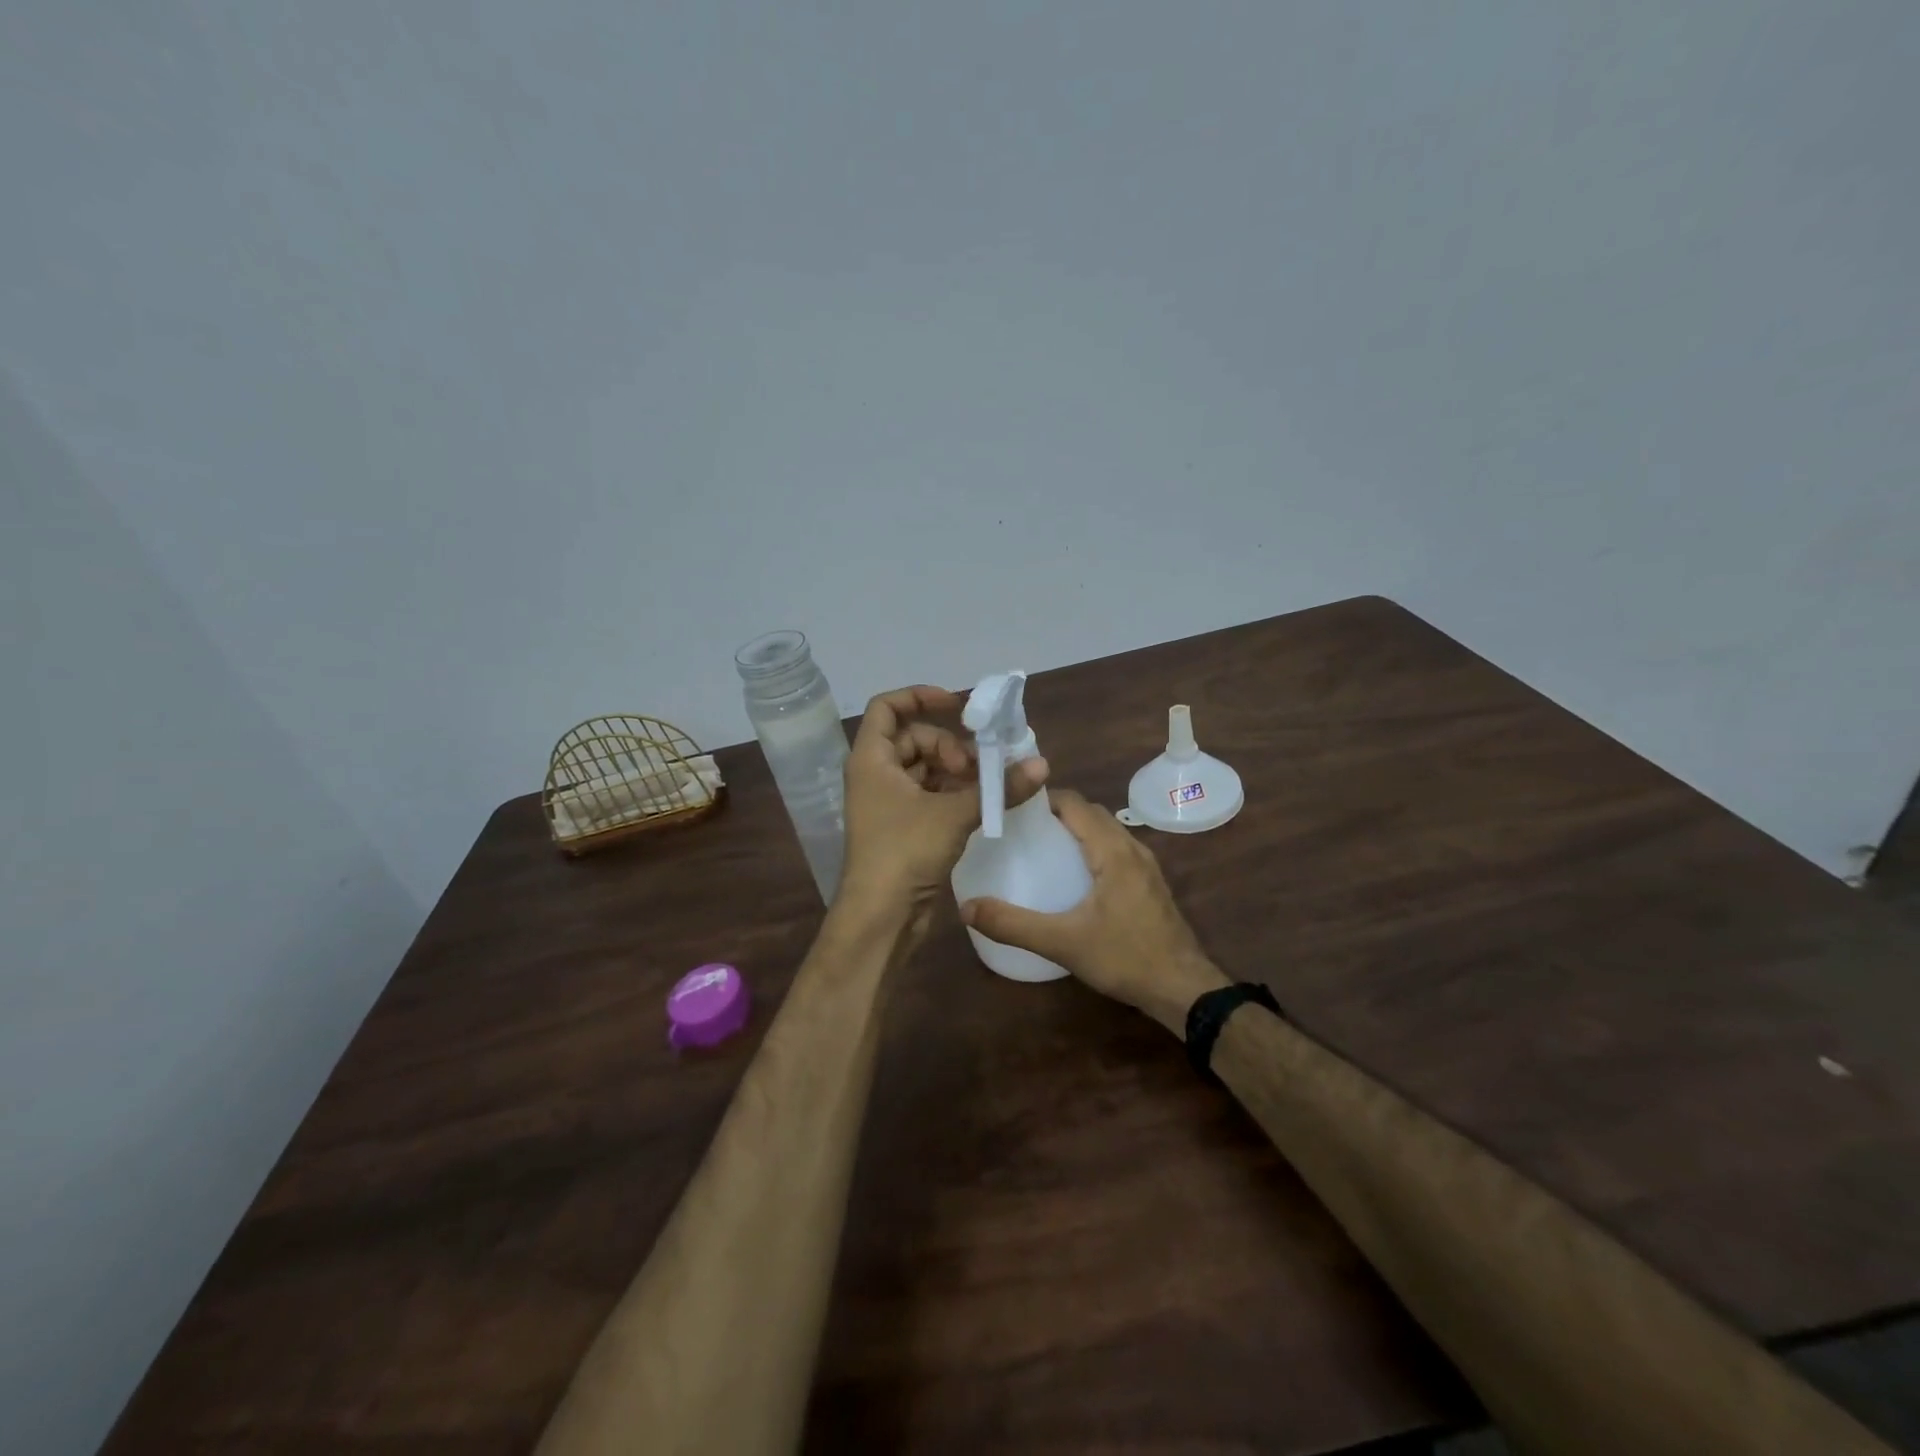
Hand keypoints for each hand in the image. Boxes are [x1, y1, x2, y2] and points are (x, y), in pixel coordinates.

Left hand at [839, 685, 1047, 916]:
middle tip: (979, 768)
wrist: (880, 917)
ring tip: (988, 787)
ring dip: (958, 772)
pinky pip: (929, 795)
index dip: (920, 697)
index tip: (958, 706)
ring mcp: (887, 802)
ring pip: (925, 769)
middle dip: (950, 746)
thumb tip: (1042, 765)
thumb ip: (998, 787)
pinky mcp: (902, 827)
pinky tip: (982, 805)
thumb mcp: (954, 814)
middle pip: (914, 739)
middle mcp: (875, 774)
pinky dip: (954, 794)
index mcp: (871, 759)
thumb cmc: (904, 852)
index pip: (887, 707)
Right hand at [959, 789, 1227, 1035]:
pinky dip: (1092, 848)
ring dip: (1077, 830)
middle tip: (1020, 829)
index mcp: (1113, 850)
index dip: (1042, 798)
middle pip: (1091, 813)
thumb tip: (967, 907)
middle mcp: (1132, 848)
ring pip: (1107, 831)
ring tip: (1042, 848)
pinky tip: (1074, 877)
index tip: (1011, 807)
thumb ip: (1013, 924)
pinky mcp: (1150, 885)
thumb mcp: (1062, 942)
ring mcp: (1146, 866)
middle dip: (1056, 813)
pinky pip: (1117, 850)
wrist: (1183, 989)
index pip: (1075, 803)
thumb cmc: (1124, 957)